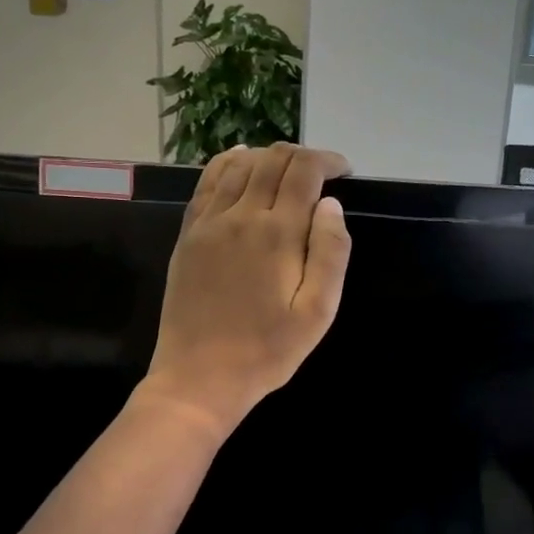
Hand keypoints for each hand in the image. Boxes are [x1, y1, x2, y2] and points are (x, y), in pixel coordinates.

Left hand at [138, 143, 351, 438]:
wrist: (199, 377)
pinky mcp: (188, 235)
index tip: (345, 171)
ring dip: (268, 157)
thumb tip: (331, 205)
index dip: (328, 160)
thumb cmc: (267, 351)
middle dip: (302, 156)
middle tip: (321, 172)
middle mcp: (241, 216)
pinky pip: (207, 183)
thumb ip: (330, 253)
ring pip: (239, 165)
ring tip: (287, 170)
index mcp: (278, 234)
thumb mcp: (318, 312)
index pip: (304, 171)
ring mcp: (209, 223)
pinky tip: (240, 161)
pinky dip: (227, 163)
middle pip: (272, 160)